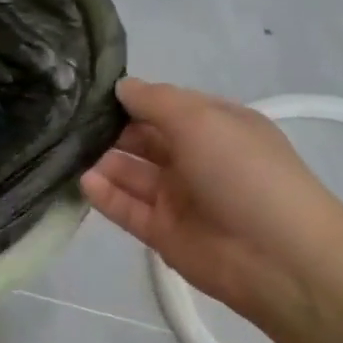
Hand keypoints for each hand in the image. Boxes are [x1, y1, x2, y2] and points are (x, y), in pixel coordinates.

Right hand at [82, 77, 342, 328]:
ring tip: (66, 150)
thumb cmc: (242, 172)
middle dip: (110, 129)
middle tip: (67, 122)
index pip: (165, 106)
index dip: (131, 98)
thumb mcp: (202, 120)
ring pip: (131, 174)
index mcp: (214, 125)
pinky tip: (84, 180)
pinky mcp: (162, 233)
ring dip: (103, 161)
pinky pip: (127, 209)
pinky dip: (106, 195)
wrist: (276, 255)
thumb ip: (156, 101)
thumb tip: (121, 86)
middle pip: (143, 139)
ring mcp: (178, 197)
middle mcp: (195, 158)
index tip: (89, 91)